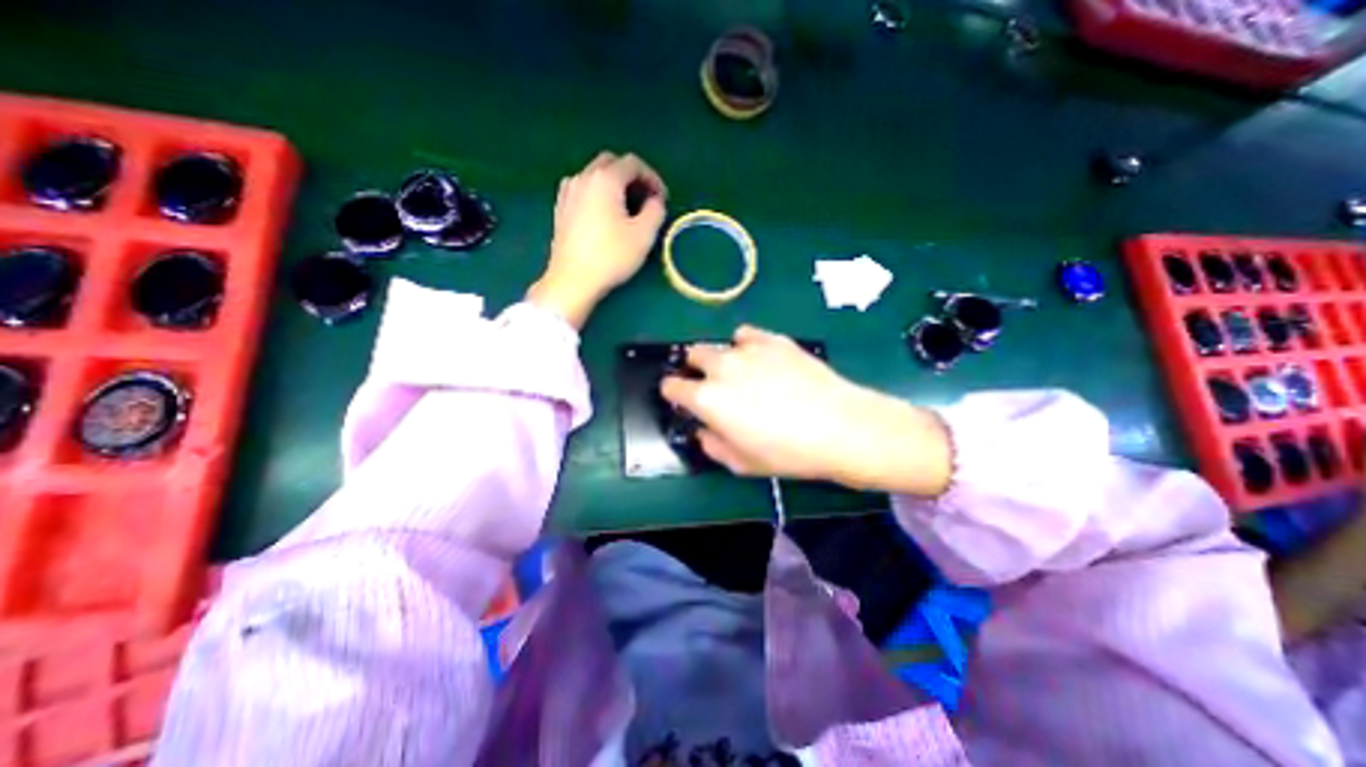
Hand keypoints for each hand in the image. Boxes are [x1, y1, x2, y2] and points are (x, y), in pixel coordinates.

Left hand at [527, 149, 666, 326]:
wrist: (572, 280)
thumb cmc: (611, 256)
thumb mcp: (643, 235)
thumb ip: (655, 210)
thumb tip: (655, 200)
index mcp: (605, 179)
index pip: (633, 163)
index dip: (652, 178)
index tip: (662, 199)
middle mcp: (583, 177)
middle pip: (612, 163)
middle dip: (632, 177)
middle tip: (645, 200)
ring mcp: (568, 192)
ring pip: (595, 175)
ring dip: (614, 185)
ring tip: (626, 209)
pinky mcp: (561, 208)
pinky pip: (584, 190)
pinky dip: (599, 194)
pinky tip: (605, 216)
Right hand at [658, 323, 953, 495]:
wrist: (838, 427)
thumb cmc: (787, 451)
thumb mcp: (742, 462)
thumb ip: (713, 445)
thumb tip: (704, 432)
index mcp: (707, 399)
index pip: (672, 386)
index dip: (673, 393)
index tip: (682, 399)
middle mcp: (722, 367)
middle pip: (693, 355)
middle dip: (695, 369)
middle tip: (711, 384)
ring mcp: (748, 349)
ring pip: (720, 345)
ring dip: (722, 358)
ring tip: (741, 372)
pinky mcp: (773, 340)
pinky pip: (747, 335)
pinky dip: (746, 345)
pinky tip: (760, 359)